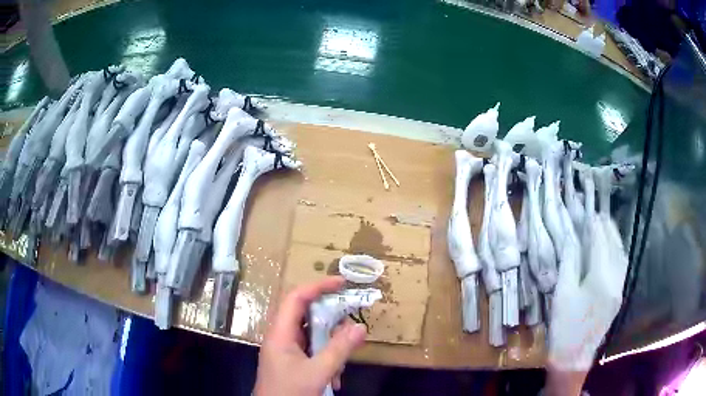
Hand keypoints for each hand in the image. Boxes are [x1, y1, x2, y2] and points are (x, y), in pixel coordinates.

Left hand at [254, 276, 367, 395]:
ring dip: (331, 347)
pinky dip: (327, 360)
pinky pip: (313, 351)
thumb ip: (339, 349)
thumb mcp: (318, 372)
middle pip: (307, 316)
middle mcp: (282, 337)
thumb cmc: (290, 392)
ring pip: (313, 336)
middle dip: (331, 321)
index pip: (296, 298)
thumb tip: (360, 326)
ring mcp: (287, 351)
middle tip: (352, 323)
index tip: (342, 282)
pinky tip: (334, 379)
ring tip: (341, 366)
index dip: (318, 286)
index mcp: (280, 333)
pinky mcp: (293, 362)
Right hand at [549, 213, 628, 371]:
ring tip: (606, 226)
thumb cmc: (564, 326)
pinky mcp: (619, 295)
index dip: (595, 227)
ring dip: (615, 238)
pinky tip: (612, 248)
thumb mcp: (562, 293)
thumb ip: (570, 262)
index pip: (600, 243)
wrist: (574, 356)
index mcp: (601, 278)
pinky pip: (622, 266)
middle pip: (614, 246)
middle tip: (599, 215)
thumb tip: (572, 237)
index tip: (589, 214)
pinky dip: (618, 251)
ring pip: (621, 255)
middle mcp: (616, 279)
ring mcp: (620, 288)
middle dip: (607, 228)